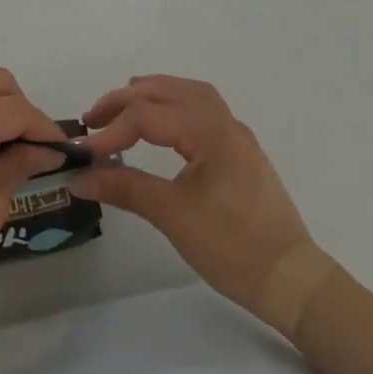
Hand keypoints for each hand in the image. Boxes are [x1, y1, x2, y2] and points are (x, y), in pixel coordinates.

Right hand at [69, 76, 318, 317]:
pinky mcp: (240, 152)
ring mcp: (236, 135)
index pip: (149, 116)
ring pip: (189, 94)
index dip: (112, 130)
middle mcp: (224, 123)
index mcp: (210, 132)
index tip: (85, 152)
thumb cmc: (232, 247)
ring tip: (123, 106)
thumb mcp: (173, 216)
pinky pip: (203, 109)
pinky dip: (175, 104)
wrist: (292, 282)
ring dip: (153, 94)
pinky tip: (162, 123)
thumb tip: (80, 178)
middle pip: (169, 91)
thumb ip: (124, 188)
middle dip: (127, 100)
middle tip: (94, 117)